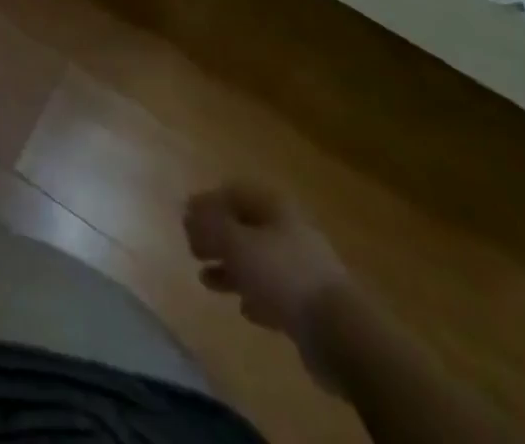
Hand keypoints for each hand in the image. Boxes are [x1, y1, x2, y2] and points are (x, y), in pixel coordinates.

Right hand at [184, 180, 348, 342]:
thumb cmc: (282, 274)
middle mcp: (287, 229)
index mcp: (273, 206)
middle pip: (244, 226)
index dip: (206, 203)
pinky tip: (242, 307)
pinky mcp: (308, 302)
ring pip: (256, 259)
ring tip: (206, 280)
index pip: (232, 192)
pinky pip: (273, 291)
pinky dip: (254, 294)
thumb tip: (188, 210)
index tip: (185, 219)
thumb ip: (208, 225)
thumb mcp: (236, 244)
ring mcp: (300, 266)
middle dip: (216, 237)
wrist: (339, 332)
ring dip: (230, 268)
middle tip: (192, 249)